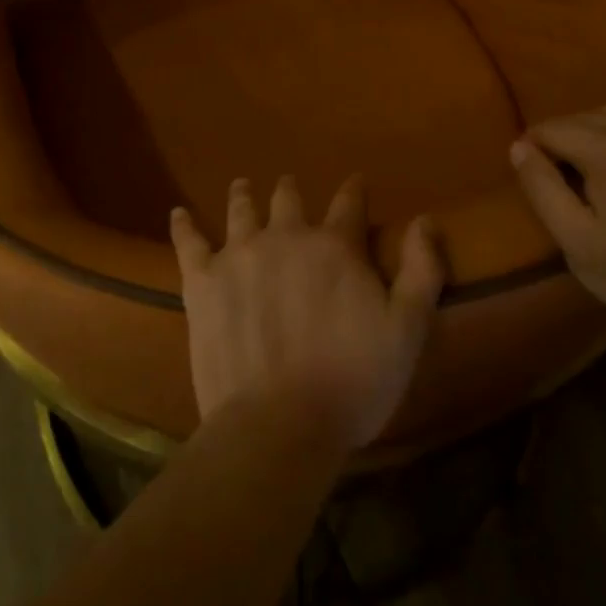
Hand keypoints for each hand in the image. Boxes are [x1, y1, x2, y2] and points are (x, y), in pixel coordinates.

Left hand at [170, 175, 443, 451]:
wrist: (277, 425)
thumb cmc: (351, 382)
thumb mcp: (407, 331)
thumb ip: (421, 271)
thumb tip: (427, 220)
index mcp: (334, 245)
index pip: (349, 203)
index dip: (354, 190)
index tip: (356, 181)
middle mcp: (285, 235)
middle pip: (288, 198)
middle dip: (292, 190)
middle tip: (290, 187)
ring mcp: (240, 253)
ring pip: (241, 209)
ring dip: (244, 195)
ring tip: (242, 186)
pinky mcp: (203, 279)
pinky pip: (189, 242)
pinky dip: (184, 225)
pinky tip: (178, 213)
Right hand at [509, 108, 605, 335]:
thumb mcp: (575, 242)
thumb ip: (541, 188)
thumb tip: (519, 146)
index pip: (552, 128)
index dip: (536, 148)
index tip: (538, 175)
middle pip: (586, 118)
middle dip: (567, 139)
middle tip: (567, 175)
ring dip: (602, 134)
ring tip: (602, 167)